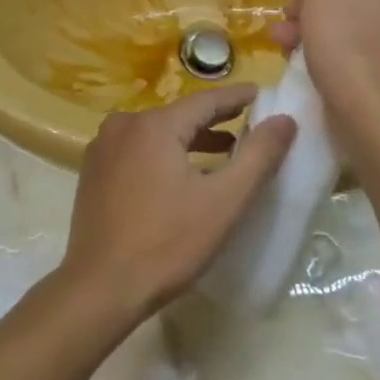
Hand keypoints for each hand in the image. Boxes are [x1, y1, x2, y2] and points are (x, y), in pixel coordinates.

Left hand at [59, 85, 296, 321]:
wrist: (100, 286)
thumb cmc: (167, 243)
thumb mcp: (223, 202)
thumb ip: (257, 157)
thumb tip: (285, 119)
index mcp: (154, 124)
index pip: (204, 101)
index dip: (235, 97)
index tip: (259, 93)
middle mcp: (124, 124)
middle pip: (178, 115)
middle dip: (213, 120)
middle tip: (246, 121)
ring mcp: (104, 147)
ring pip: (156, 133)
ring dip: (189, 139)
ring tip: (222, 150)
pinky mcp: (94, 170)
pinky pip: (137, 149)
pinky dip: (163, 153)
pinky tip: (179, 174)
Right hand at [270, 0, 379, 146]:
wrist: (374, 122)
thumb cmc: (353, 44)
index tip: (298, 1)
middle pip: (357, 3)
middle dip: (315, 12)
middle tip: (287, 27)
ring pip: (356, 34)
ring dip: (318, 36)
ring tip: (286, 49)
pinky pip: (363, 63)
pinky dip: (336, 63)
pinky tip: (308, 70)